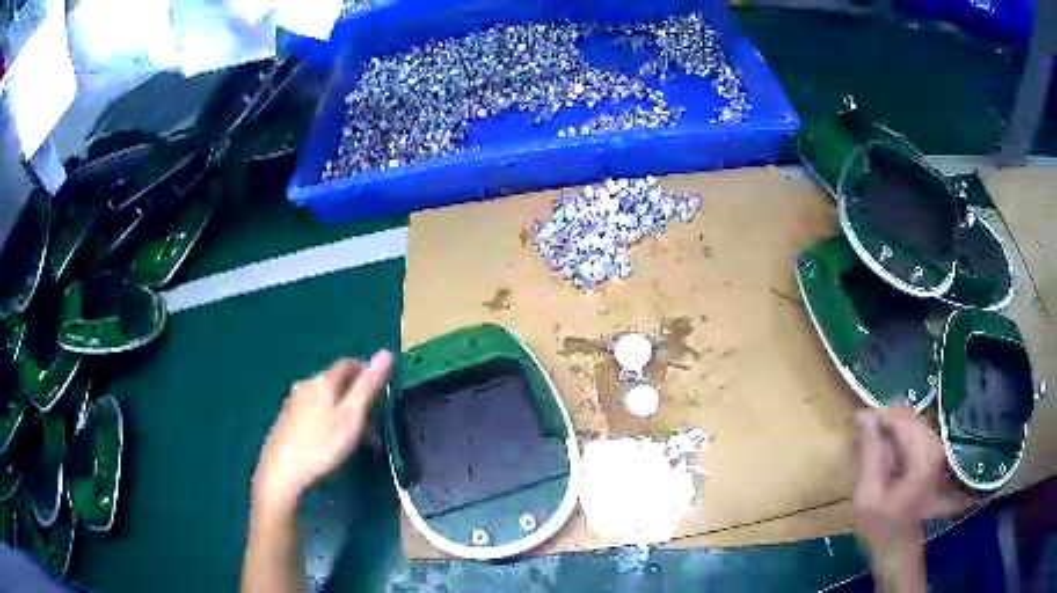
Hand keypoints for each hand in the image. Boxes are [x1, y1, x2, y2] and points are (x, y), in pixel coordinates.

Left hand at [251, 351, 392, 515]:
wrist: (282, 472)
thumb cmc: (322, 445)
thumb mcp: (352, 417)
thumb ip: (367, 386)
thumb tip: (385, 353)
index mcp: (323, 381)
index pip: (348, 363)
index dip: (365, 370)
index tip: (380, 389)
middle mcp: (305, 385)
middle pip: (334, 381)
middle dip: (354, 395)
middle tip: (371, 419)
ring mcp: (292, 402)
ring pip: (323, 397)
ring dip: (340, 409)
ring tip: (353, 434)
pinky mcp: (286, 420)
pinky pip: (312, 410)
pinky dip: (326, 418)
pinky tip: (329, 439)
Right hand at [851, 407, 966, 589]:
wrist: (898, 547)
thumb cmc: (881, 527)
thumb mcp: (867, 496)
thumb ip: (869, 454)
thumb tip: (863, 416)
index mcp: (923, 455)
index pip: (899, 418)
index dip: (876, 417)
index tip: (856, 423)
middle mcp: (934, 444)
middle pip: (906, 416)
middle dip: (883, 424)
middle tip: (862, 440)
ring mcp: (935, 448)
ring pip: (909, 422)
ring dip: (889, 431)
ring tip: (872, 449)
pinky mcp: (932, 452)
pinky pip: (912, 432)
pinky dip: (896, 438)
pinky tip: (885, 455)